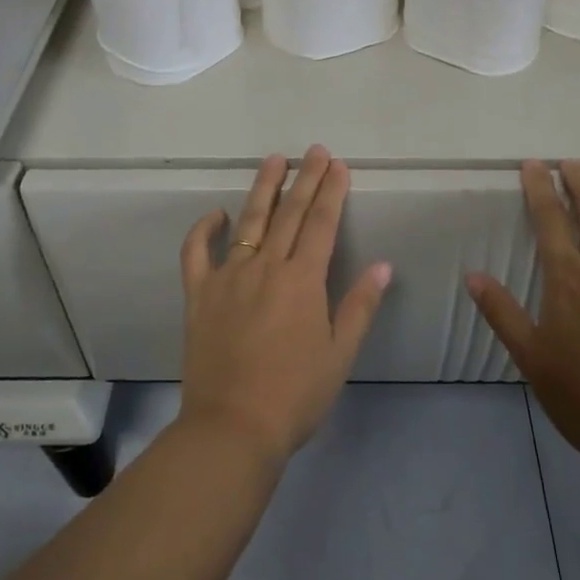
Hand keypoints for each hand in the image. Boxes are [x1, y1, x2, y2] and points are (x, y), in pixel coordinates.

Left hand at [177, 146, 391, 467]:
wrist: (232, 428)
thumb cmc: (295, 395)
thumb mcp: (340, 354)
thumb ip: (360, 305)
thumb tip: (383, 265)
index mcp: (302, 280)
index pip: (322, 223)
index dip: (332, 191)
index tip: (338, 165)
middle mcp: (266, 267)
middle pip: (289, 213)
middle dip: (305, 178)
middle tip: (314, 151)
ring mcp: (228, 277)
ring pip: (248, 222)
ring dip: (263, 188)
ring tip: (274, 160)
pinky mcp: (199, 295)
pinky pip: (196, 253)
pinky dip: (204, 229)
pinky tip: (217, 214)